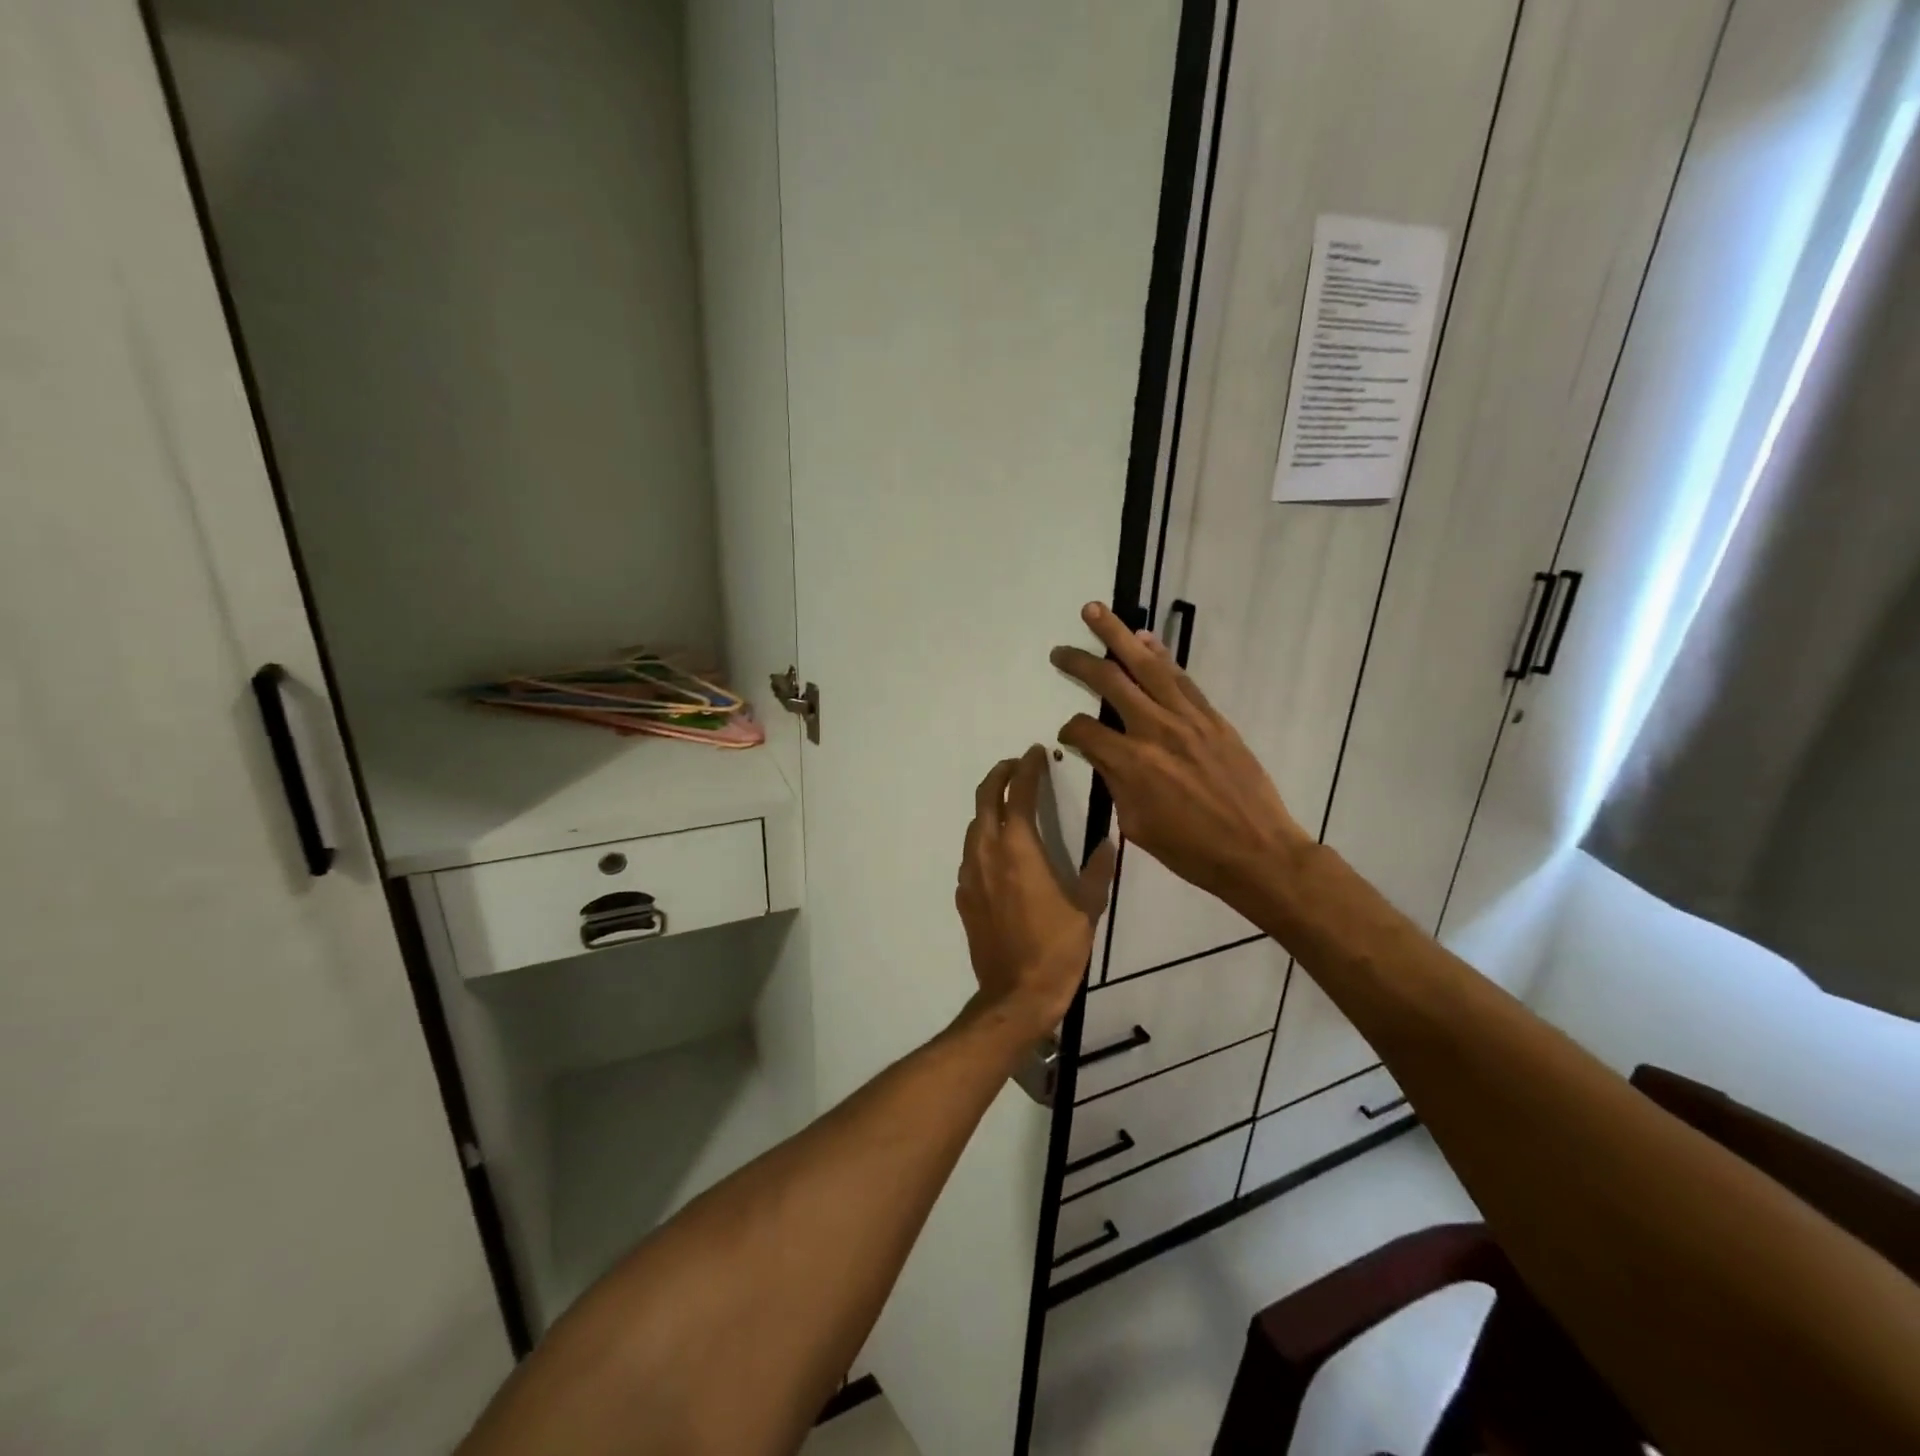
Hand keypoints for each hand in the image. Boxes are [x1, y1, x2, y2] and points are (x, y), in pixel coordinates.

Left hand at [955, 746, 1117, 1045]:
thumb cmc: (1056, 949)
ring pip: (974, 825)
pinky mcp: (963, 895)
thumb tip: (1108, 843)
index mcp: (1019, 849)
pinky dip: (983, 838)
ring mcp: (970, 874)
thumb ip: (1097, 871)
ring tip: (1009, 802)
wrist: (1015, 995)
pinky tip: (998, 850)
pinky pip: (970, 854)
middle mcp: (988, 853)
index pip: (1020, 793)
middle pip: (985, 799)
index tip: (1036, 752)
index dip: (1028, 769)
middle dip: (1000, 775)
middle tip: (1017, 766)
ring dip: (989, 806)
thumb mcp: (1088, 909)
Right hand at [1052, 602, 1311, 917]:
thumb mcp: (1137, 826)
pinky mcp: (1212, 717)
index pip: (1085, 730)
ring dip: (1118, 635)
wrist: (1258, 851)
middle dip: (1079, 662)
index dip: (1069, 730)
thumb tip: (1103, 755)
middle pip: (1109, 682)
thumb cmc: (1192, 851)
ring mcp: (1188, 718)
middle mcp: (1156, 730)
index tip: (1066, 736)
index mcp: (1132, 763)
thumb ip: (1115, 783)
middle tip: (1059, 650)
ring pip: (1146, 665)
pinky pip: (1180, 678)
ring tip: (1096, 611)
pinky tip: (1145, 639)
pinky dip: (1160, 655)